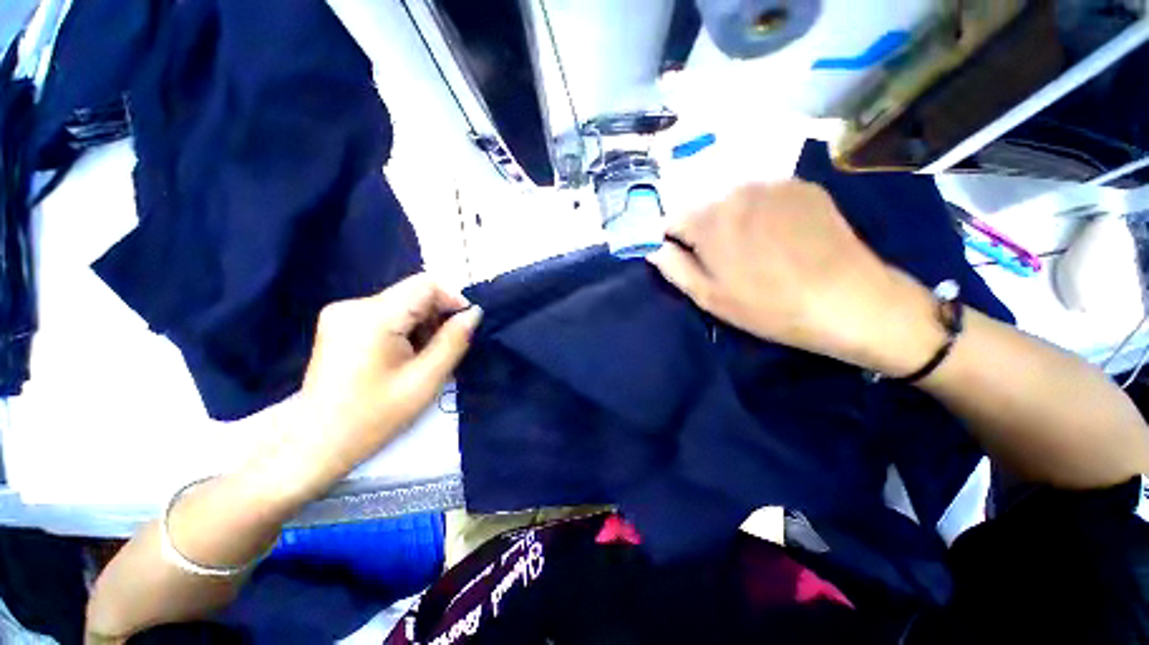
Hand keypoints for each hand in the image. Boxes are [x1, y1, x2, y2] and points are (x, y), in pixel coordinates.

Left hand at [279, 274, 481, 492]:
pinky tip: (403, 356)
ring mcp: (342, 313)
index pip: (426, 284)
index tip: (465, 326)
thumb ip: (454, 341)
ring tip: (423, 358)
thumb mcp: (425, 380)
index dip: (453, 299)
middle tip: (444, 349)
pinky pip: (386, 314)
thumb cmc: (374, 416)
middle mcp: (354, 304)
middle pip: (413, 294)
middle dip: (437, 317)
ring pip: (402, 304)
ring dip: (422, 325)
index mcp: (374, 316)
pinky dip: (404, 329)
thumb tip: (474, 313)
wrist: (316, 443)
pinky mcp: (339, 323)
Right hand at [648, 181, 943, 374]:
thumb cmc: (767, 305)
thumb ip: (673, 267)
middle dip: (702, 229)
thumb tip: (654, 247)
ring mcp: (772, 183)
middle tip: (722, 259)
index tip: (684, 257)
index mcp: (709, 220)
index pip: (670, 219)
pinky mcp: (801, 185)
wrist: (848, 300)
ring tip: (753, 248)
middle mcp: (736, 191)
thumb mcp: (708, 296)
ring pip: (732, 199)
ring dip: (731, 219)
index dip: (673, 240)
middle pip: (701, 206)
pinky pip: (763, 194)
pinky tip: (779, 235)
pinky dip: (760, 211)